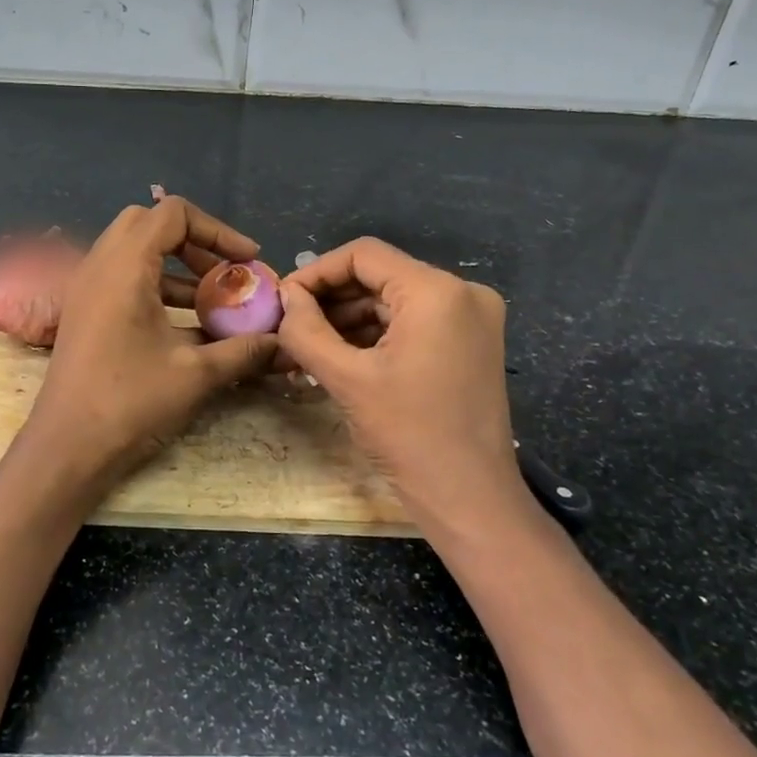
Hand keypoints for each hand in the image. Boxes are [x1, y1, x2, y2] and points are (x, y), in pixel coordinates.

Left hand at [17, 196, 277, 503]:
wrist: (66, 448)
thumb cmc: (130, 402)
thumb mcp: (197, 374)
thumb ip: (245, 350)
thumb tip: (286, 343)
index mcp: (125, 265)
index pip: (173, 213)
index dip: (218, 230)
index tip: (248, 261)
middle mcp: (100, 264)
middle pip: (150, 223)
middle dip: (195, 242)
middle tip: (224, 274)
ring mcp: (87, 287)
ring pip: (135, 250)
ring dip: (177, 267)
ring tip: (213, 302)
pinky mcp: (84, 310)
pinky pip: (124, 277)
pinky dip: (157, 286)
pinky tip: (186, 326)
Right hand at [277, 238, 527, 532]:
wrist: (471, 501)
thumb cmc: (408, 436)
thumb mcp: (346, 378)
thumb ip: (306, 329)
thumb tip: (286, 296)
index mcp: (437, 292)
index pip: (364, 255)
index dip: (317, 272)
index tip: (284, 301)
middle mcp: (462, 293)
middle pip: (380, 276)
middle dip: (331, 299)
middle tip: (291, 326)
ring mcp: (471, 319)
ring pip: (394, 300)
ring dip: (350, 319)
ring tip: (309, 347)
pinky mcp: (470, 344)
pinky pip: (413, 323)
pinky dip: (376, 335)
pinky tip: (342, 357)